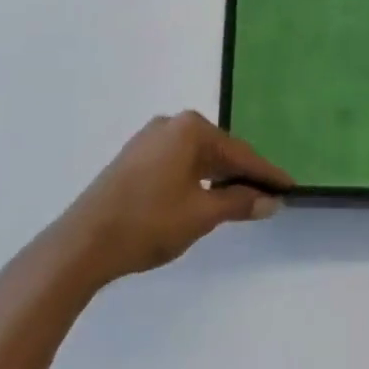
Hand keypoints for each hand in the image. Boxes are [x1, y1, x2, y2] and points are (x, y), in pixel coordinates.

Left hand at [44, 112, 291, 294]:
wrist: (80, 245)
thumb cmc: (147, 223)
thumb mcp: (201, 215)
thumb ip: (238, 203)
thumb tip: (270, 200)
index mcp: (190, 128)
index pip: (239, 153)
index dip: (265, 173)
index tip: (288, 186)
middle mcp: (171, 124)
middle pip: (218, 151)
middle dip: (241, 174)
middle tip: (266, 195)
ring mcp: (148, 140)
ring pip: (196, 158)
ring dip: (217, 178)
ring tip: (238, 200)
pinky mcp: (133, 159)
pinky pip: (176, 163)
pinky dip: (194, 179)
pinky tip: (202, 198)